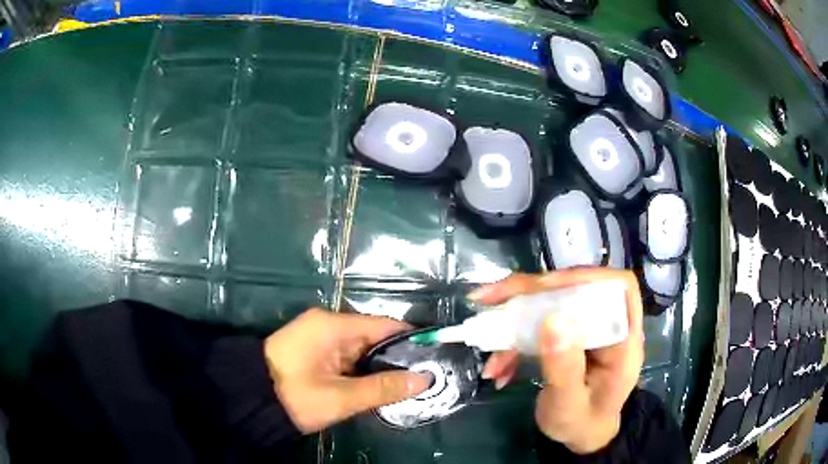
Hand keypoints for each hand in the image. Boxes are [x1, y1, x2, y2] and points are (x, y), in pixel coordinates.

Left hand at [263, 309, 430, 432]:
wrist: (248, 400)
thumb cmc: (294, 396)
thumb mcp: (340, 397)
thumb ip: (383, 388)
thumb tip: (425, 380)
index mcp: (333, 325)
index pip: (383, 325)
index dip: (410, 340)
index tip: (434, 358)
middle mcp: (328, 325)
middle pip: (373, 338)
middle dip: (397, 358)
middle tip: (425, 378)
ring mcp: (319, 338)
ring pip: (361, 350)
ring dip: (380, 367)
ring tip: (409, 384)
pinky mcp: (314, 351)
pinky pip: (347, 357)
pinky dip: (362, 371)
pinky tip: (379, 386)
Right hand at [474, 269, 644, 453]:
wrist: (580, 434)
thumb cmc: (581, 423)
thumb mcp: (569, 405)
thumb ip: (564, 368)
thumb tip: (552, 319)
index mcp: (624, 340)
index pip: (619, 288)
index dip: (586, 278)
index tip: (545, 286)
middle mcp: (608, 326)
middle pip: (578, 288)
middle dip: (533, 291)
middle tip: (492, 298)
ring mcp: (587, 329)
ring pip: (554, 301)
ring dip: (515, 314)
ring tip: (484, 334)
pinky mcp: (568, 335)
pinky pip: (540, 323)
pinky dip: (514, 339)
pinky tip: (497, 366)